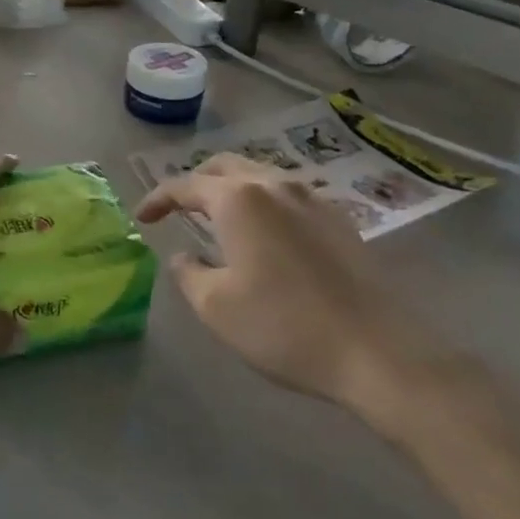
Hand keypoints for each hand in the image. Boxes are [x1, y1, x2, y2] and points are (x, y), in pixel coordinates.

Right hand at [135, 155, 446, 431]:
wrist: (377, 351)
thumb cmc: (284, 326)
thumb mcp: (216, 307)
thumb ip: (188, 273)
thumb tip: (184, 256)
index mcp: (239, 200)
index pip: (186, 185)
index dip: (158, 198)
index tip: (142, 218)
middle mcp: (275, 186)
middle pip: (225, 167)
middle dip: (196, 182)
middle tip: (179, 208)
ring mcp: (313, 199)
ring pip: (260, 177)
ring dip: (232, 189)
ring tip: (219, 217)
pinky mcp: (339, 220)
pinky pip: (288, 196)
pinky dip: (263, 203)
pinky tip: (265, 234)